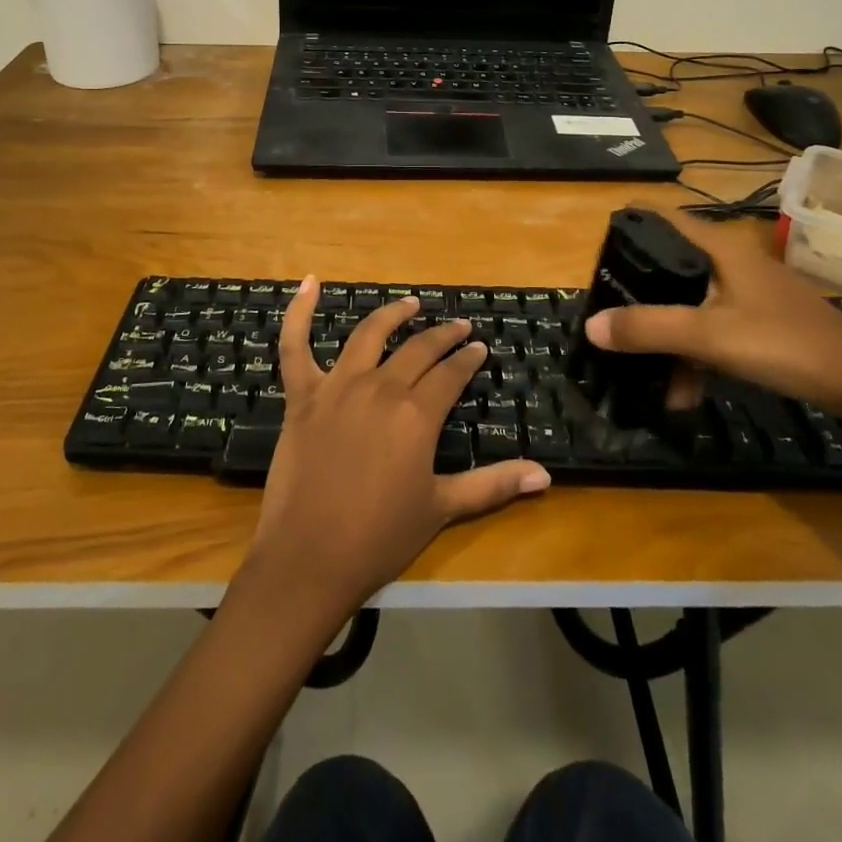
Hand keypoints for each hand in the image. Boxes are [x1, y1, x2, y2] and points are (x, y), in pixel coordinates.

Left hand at [247, 279, 550, 613]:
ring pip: (368, 335)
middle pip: (418, 349)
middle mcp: (380, 387)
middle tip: (458, 326)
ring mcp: (337, 386)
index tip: (479, 348)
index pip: (451, 374)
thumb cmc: (380, 537)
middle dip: (443, 335)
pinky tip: (309, 283)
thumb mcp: (442, 508)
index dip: (468, 359)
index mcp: (417, 414)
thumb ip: (493, 485)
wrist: (310, 558)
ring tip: (410, 303)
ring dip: (393, 314)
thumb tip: (545, 475)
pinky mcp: (302, 395)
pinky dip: (299, 312)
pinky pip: (295, 345)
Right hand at [584, 212, 841, 422]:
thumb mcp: (710, 336)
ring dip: (668, 339)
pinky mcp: (764, 324)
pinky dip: (695, 355)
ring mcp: (750, 295)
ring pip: (692, 306)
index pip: (665, 217)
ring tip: (649, 380)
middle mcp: (732, 264)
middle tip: (609, 314)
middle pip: (672, 266)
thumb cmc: (785, 343)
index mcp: (720, 250)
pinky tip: (685, 394)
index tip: (599, 238)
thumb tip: (591, 326)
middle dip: (639, 294)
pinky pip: (714, 330)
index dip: (631, 220)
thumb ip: (649, 329)